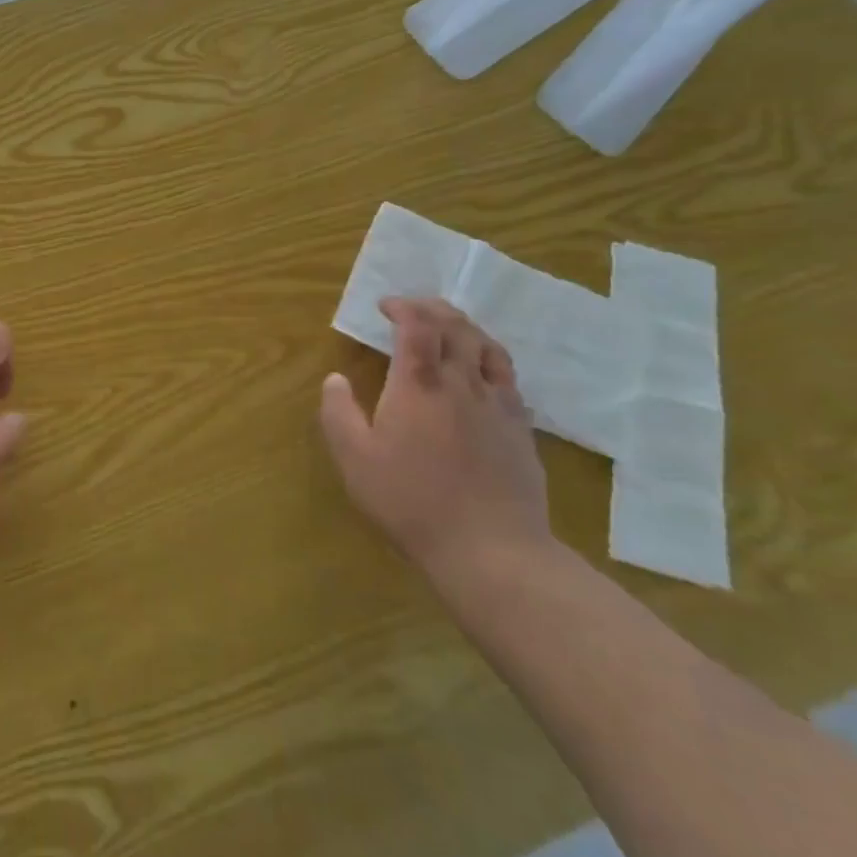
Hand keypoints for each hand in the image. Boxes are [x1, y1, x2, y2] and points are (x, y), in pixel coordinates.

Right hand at [318, 297, 549, 582]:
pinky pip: (509, 379)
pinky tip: (482, 375)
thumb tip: (334, 379)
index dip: (403, 306)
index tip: (385, 306)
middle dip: (433, 308)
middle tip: (414, 309)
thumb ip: (338, 413)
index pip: (417, 325)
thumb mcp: (355, 459)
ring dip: (465, 328)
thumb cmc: (412, 500)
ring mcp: (498, 404)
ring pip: (488, 346)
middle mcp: (462, 382)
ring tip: (449, 330)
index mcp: (420, 383)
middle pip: (456, 326)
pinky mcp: (521, 429)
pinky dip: (490, 361)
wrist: (491, 549)